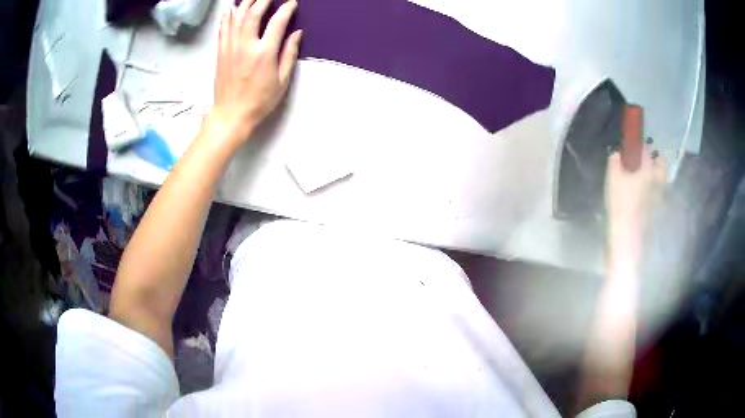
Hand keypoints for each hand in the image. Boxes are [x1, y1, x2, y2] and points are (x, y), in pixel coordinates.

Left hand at [208, 0, 301, 148]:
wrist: (231, 115)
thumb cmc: (260, 101)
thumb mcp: (282, 81)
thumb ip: (289, 54)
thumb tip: (297, 33)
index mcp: (264, 53)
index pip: (277, 22)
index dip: (286, 9)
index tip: (292, 3)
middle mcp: (246, 46)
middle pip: (253, 13)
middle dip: (263, 0)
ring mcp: (230, 48)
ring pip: (237, 17)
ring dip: (246, 3)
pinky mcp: (221, 53)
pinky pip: (224, 29)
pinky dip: (228, 16)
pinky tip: (232, 9)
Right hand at [605, 147, 665, 262]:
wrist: (628, 232)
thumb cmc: (621, 202)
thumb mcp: (613, 178)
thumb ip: (615, 161)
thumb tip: (616, 152)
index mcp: (647, 168)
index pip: (647, 149)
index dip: (641, 145)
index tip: (634, 147)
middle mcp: (657, 179)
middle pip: (661, 163)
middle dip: (655, 159)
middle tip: (644, 162)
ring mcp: (660, 194)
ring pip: (662, 177)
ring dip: (656, 173)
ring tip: (644, 177)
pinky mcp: (658, 207)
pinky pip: (659, 190)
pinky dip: (654, 188)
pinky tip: (644, 193)